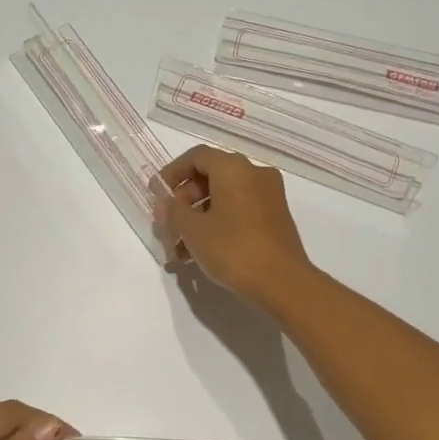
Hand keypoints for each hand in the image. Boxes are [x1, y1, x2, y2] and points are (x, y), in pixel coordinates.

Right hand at [154, 145, 315, 310]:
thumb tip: (165, 202)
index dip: (172, 173)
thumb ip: (173, 211)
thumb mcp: (193, 230)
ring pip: (224, 197)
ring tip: (180, 249)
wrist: (283, 282)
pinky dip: (218, 223)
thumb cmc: (233, 249)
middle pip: (210, 177)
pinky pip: (239, 210)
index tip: (155, 194)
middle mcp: (254, 174)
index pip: (196, 157)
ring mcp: (269, 196)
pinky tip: (201, 252)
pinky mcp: (275, 217)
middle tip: (168, 226)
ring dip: (198, 218)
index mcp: (234, 168)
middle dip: (184, 201)